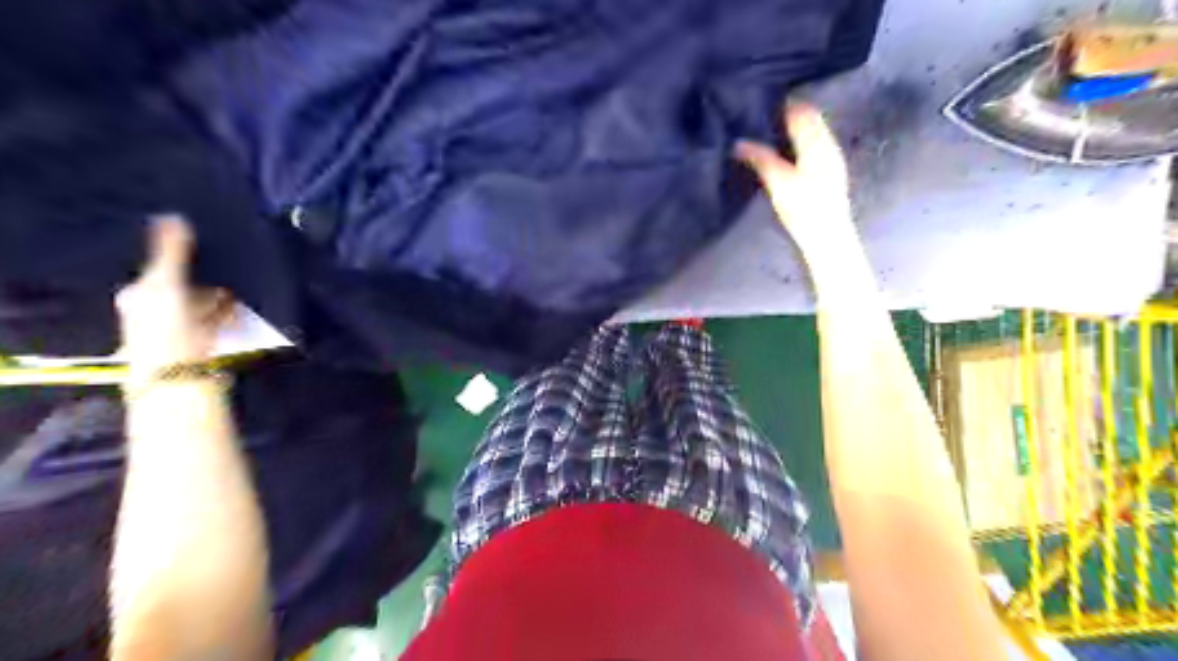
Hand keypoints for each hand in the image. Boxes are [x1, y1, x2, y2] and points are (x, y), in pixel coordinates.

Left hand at [116, 213, 235, 375]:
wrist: (182, 376)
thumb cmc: (168, 328)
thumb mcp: (166, 283)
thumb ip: (171, 251)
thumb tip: (173, 215)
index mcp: (139, 295)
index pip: (166, 269)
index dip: (188, 263)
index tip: (211, 256)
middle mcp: (155, 312)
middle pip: (188, 287)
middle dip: (209, 284)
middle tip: (227, 279)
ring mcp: (182, 329)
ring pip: (208, 305)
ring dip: (223, 302)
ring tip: (236, 300)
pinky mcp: (205, 344)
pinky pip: (222, 322)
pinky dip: (232, 317)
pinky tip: (239, 316)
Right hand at [735, 104, 857, 254]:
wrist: (827, 237)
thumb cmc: (803, 207)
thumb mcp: (777, 182)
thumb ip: (760, 158)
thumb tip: (739, 143)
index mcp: (817, 142)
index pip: (802, 110)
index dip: (783, 105)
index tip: (761, 104)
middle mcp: (828, 144)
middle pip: (811, 119)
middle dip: (789, 115)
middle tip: (763, 118)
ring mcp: (832, 159)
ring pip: (814, 132)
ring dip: (795, 129)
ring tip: (770, 134)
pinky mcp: (831, 173)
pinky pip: (816, 146)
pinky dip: (801, 143)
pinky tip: (787, 154)